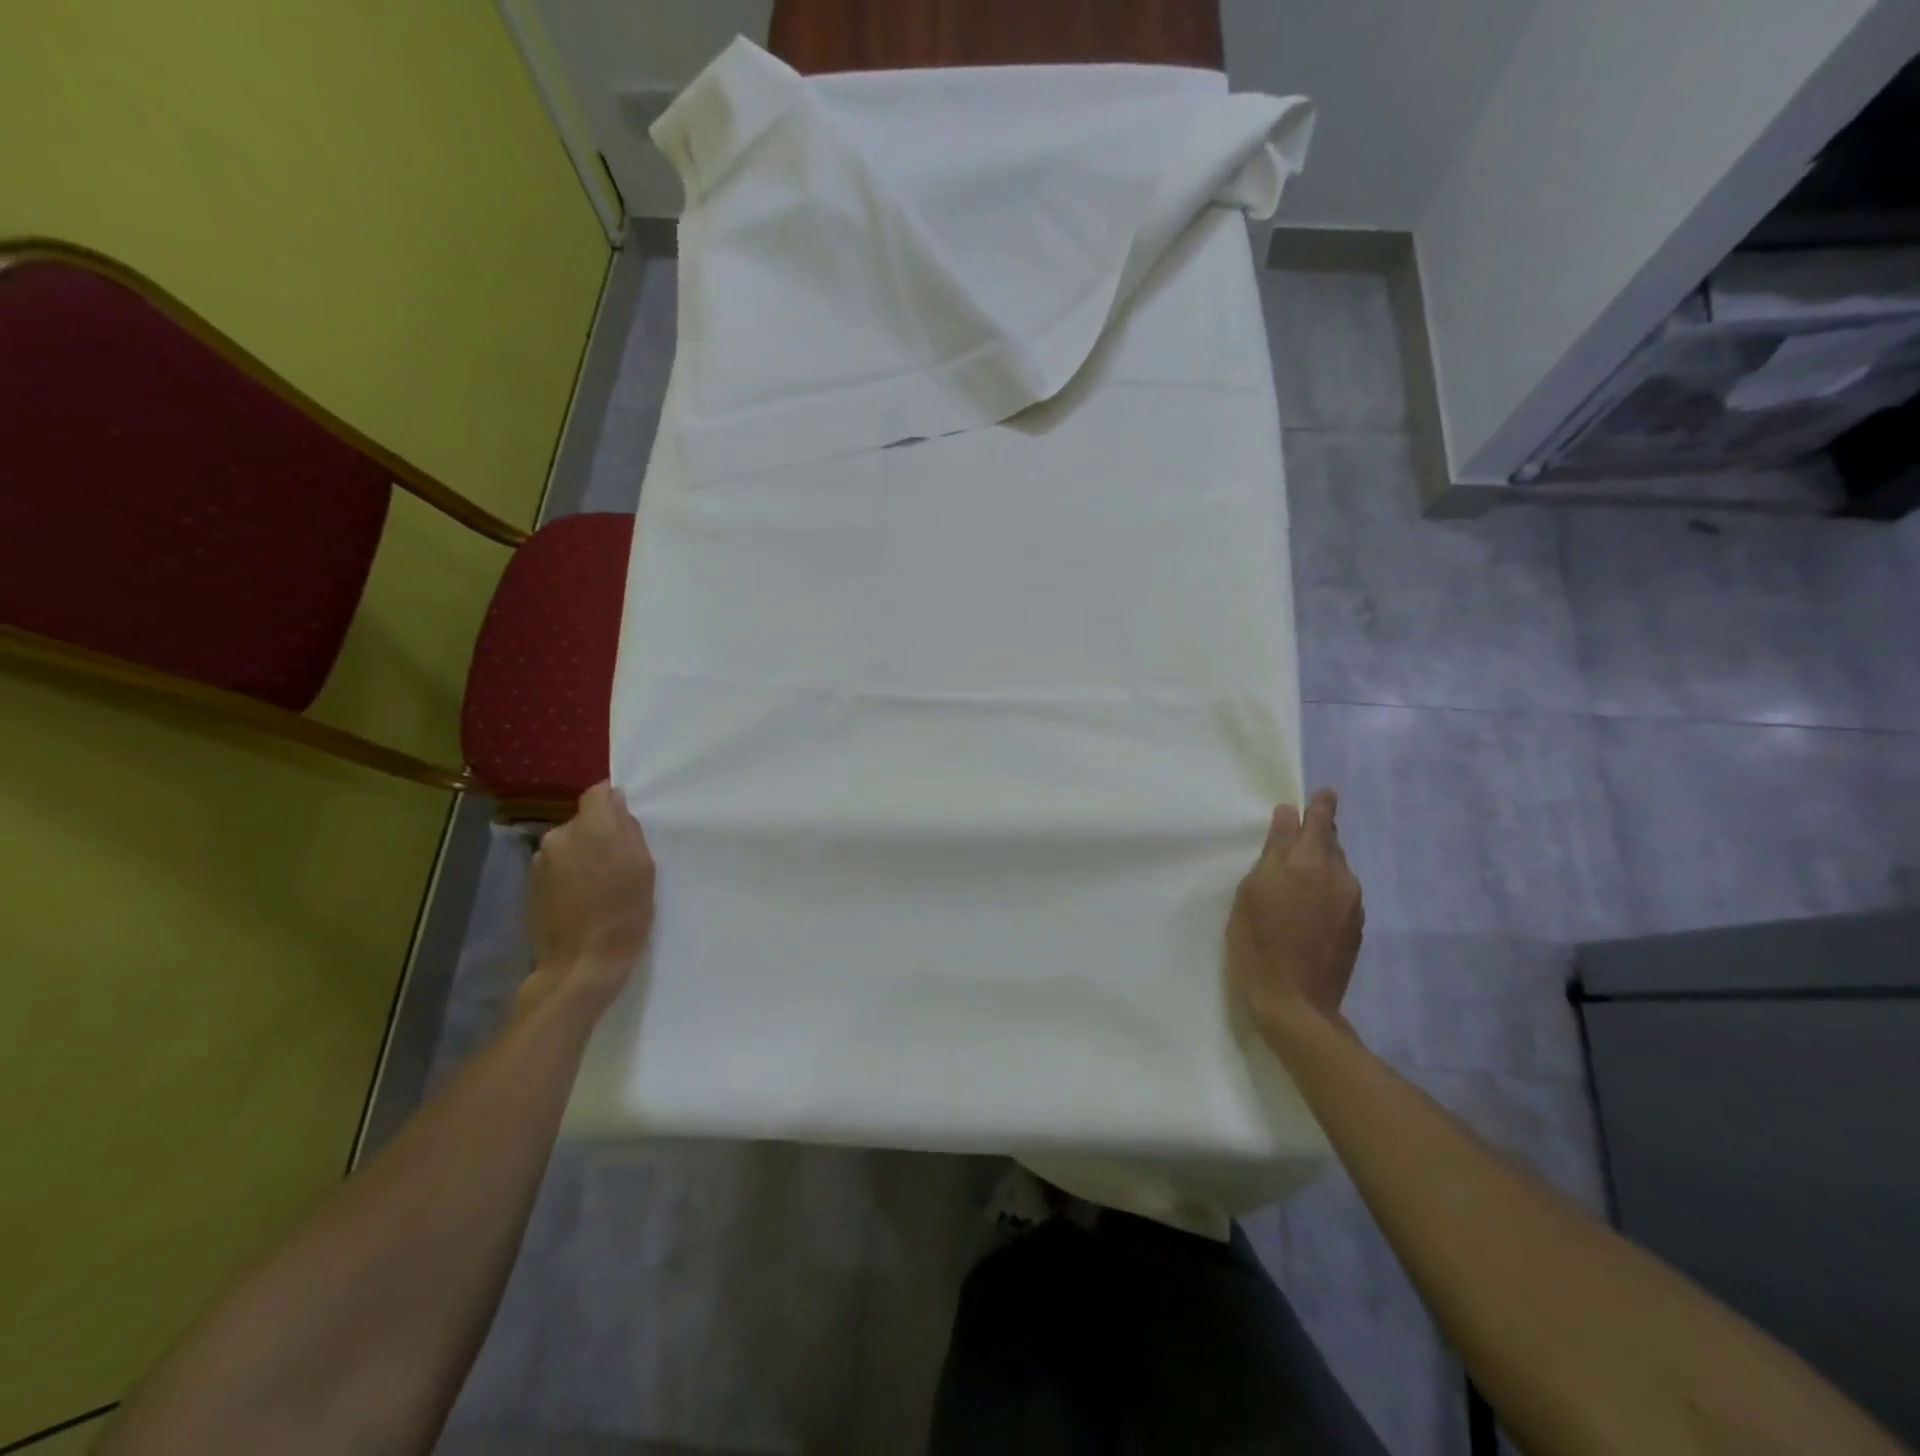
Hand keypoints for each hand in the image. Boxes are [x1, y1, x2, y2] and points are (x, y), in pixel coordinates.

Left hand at [521, 782, 655, 1018]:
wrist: (581, 962)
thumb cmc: (624, 912)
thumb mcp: (644, 867)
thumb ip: (629, 829)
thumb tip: (617, 806)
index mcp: (592, 827)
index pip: (598, 793)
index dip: (613, 801)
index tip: (627, 819)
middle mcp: (560, 835)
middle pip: (584, 820)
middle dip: (600, 831)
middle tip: (620, 858)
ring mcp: (540, 860)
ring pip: (569, 843)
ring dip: (583, 853)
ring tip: (600, 882)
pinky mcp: (531, 883)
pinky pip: (557, 865)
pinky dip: (570, 873)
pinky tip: (582, 896)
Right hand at [1227, 788, 1364, 1040]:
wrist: (1295, 1003)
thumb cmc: (1259, 941)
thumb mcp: (1253, 890)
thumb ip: (1274, 850)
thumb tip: (1288, 815)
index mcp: (1311, 863)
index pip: (1321, 821)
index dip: (1321, 805)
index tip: (1324, 792)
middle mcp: (1340, 877)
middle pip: (1331, 843)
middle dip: (1318, 834)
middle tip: (1300, 832)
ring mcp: (1352, 904)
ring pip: (1337, 868)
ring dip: (1320, 862)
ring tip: (1296, 873)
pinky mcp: (1355, 927)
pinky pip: (1340, 892)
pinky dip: (1325, 887)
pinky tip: (1306, 903)